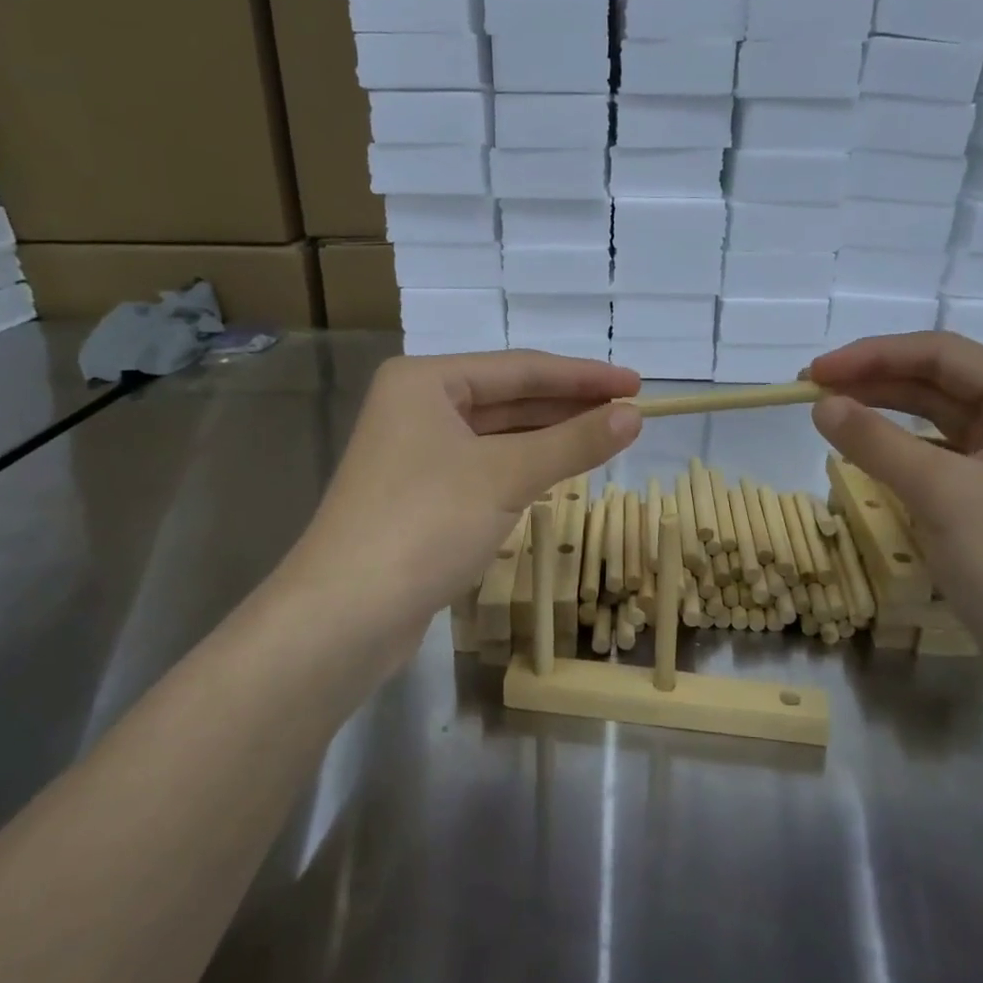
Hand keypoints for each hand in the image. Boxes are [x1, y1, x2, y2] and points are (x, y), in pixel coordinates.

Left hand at [291, 352, 641, 645]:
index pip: (521, 368)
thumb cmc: (425, 524)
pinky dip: (523, 467)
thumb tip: (634, 415)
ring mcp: (414, 453)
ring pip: (497, 435)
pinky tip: (558, 471)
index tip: (637, 384)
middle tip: (630, 412)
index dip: (583, 377)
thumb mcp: (506, 476)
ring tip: (606, 438)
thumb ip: (573, 442)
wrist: (345, 614)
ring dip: (549, 437)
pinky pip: (484, 467)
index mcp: (425, 381)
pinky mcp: (419, 496)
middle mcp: (415, 407)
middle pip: (508, 398)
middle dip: (568, 405)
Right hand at [809, 332, 982, 715]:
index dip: (872, 355)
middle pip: (940, 384)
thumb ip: (877, 442)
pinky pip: (941, 465)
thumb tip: (822, 405)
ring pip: (938, 425)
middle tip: (810, 394)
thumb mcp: (943, 494)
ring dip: (884, 419)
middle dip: (874, 383)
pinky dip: (901, 458)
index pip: (941, 354)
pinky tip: (867, 464)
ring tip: (830, 420)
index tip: (813, 374)